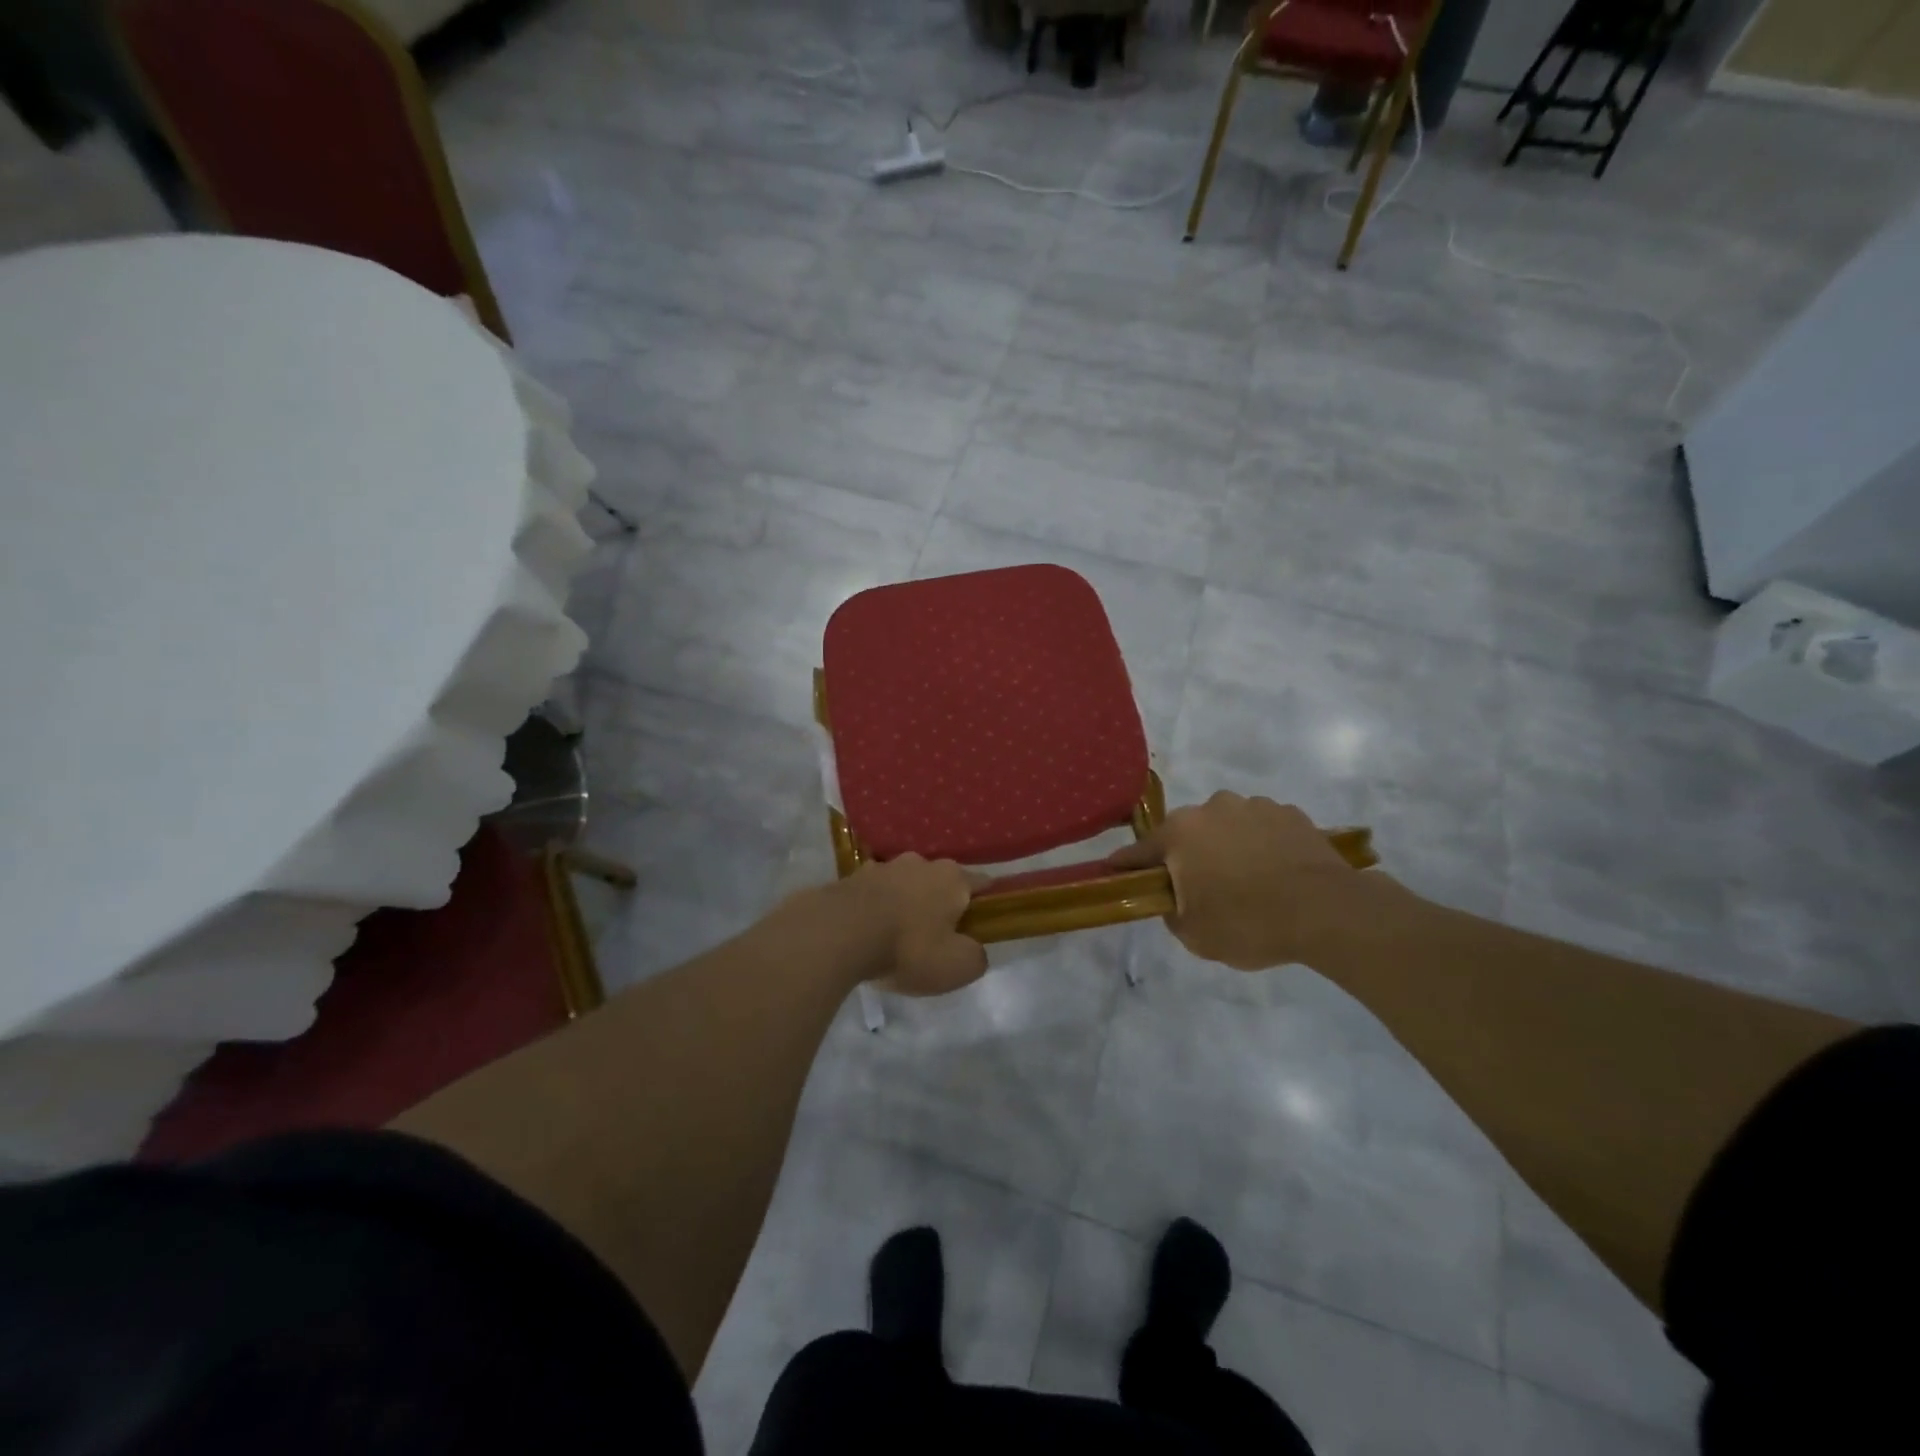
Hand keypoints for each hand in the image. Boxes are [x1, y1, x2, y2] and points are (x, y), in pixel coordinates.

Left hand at [841, 854, 986, 996]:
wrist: (839, 933)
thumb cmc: (908, 948)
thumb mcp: (957, 966)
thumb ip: (976, 957)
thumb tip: (974, 949)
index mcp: (953, 878)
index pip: (982, 884)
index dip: (986, 904)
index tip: (982, 924)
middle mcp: (921, 863)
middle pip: (940, 883)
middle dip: (941, 905)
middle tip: (936, 938)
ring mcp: (884, 866)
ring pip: (905, 885)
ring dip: (906, 904)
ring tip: (897, 936)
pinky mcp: (852, 877)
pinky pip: (874, 894)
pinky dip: (876, 908)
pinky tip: (869, 932)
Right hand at [1107, 792, 1385, 970]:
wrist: (1327, 912)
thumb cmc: (1248, 923)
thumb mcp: (1194, 934)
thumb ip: (1171, 911)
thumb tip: (1174, 898)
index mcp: (1180, 833)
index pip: (1139, 851)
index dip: (1125, 866)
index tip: (1114, 872)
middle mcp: (1212, 808)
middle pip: (1186, 834)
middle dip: (1186, 856)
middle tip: (1200, 889)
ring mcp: (1254, 806)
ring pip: (1226, 827)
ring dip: (1226, 847)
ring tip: (1247, 882)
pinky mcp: (1290, 814)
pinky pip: (1261, 830)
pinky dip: (1261, 846)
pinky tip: (1275, 874)